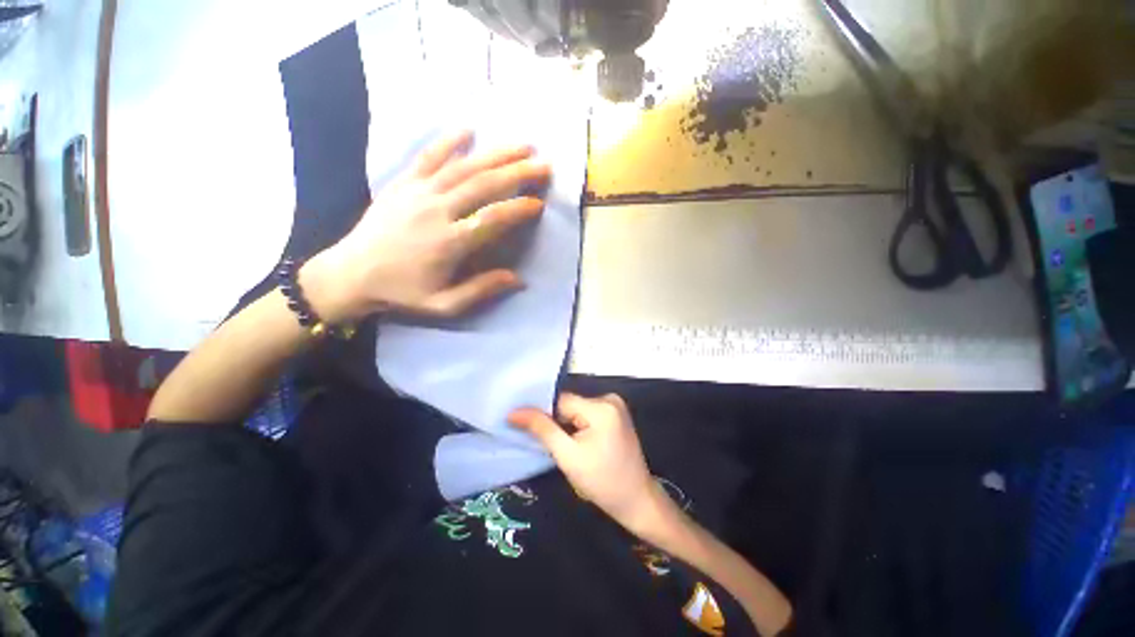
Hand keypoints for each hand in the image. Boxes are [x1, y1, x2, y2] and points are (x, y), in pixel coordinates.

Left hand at [301, 130, 550, 322]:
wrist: (349, 275)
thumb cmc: (401, 293)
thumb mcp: (444, 305)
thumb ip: (481, 290)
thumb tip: (518, 279)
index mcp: (449, 242)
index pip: (493, 218)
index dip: (519, 209)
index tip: (539, 203)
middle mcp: (437, 211)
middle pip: (483, 185)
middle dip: (517, 172)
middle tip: (543, 165)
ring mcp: (418, 193)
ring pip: (463, 167)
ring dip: (495, 154)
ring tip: (522, 146)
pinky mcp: (402, 184)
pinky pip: (428, 157)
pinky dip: (448, 141)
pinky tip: (468, 129)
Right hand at [509, 393, 663, 532]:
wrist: (636, 500)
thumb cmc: (601, 482)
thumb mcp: (567, 456)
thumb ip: (542, 429)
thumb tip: (514, 412)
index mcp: (601, 407)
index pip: (560, 402)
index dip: (542, 414)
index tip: (526, 428)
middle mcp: (610, 398)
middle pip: (569, 404)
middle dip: (556, 422)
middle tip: (549, 445)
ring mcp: (615, 405)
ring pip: (576, 409)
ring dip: (566, 425)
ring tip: (564, 446)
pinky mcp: (615, 413)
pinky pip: (587, 414)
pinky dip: (577, 425)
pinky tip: (578, 443)